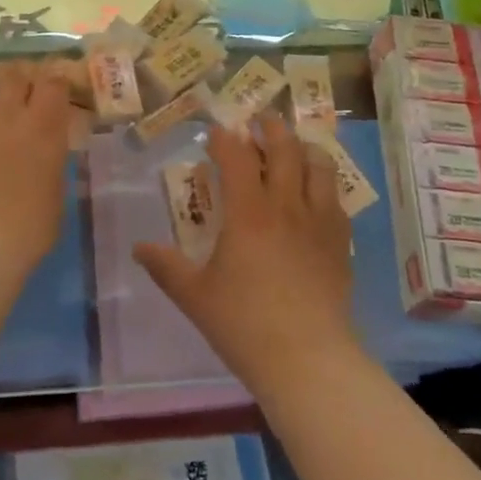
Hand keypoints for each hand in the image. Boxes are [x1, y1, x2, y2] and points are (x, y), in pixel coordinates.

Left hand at [0, 52, 70, 278]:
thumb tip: (45, 155)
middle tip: (30, 88)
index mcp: (46, 131)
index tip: (59, 85)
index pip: (56, 86)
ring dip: (0, 89)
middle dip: (28, 78)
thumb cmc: (24, 235)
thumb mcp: (54, 199)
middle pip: (22, 78)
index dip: (58, 81)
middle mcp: (13, 116)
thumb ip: (50, 167)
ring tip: (3, 89)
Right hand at [135, 114, 359, 401]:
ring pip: (318, 166)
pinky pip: (336, 199)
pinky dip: (324, 184)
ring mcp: (319, 221)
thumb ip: (165, 267)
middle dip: (270, 128)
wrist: (308, 359)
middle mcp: (286, 205)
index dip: (224, 138)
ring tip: (293, 147)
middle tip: (260, 120)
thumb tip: (139, 248)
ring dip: (303, 148)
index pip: (236, 156)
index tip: (216, 133)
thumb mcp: (194, 296)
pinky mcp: (340, 241)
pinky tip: (317, 194)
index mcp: (248, 211)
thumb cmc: (244, 324)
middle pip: (284, 148)